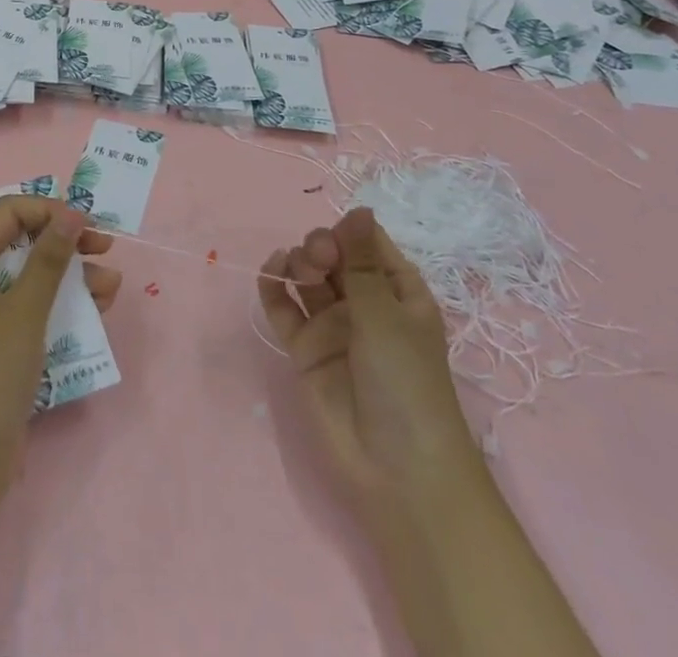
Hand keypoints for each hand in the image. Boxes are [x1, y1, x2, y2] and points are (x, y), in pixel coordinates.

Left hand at [0, 196, 120, 516]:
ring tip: (111, 284)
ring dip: (72, 273)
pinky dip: (64, 302)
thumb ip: (50, 258)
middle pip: (22, 240)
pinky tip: (98, 308)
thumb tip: (73, 212)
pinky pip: (34, 306)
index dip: (48, 210)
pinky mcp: (1, 341)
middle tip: (105, 245)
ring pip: (33, 274)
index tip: (87, 223)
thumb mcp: (24, 310)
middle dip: (65, 240)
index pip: (8, 212)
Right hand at [258, 207, 475, 501]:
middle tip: (318, 259)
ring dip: (299, 261)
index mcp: (397, 292)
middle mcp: (363, 304)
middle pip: (333, 256)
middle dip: (320, 246)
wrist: (395, 470)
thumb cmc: (406, 384)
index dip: (349, 233)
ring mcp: (332, 327)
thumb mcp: (387, 315)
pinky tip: (271, 271)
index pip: (368, 244)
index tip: (338, 240)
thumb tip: (359, 207)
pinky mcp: (304, 349)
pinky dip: (273, 286)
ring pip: (307, 277)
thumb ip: (361, 262)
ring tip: (297, 270)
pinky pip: (283, 307)